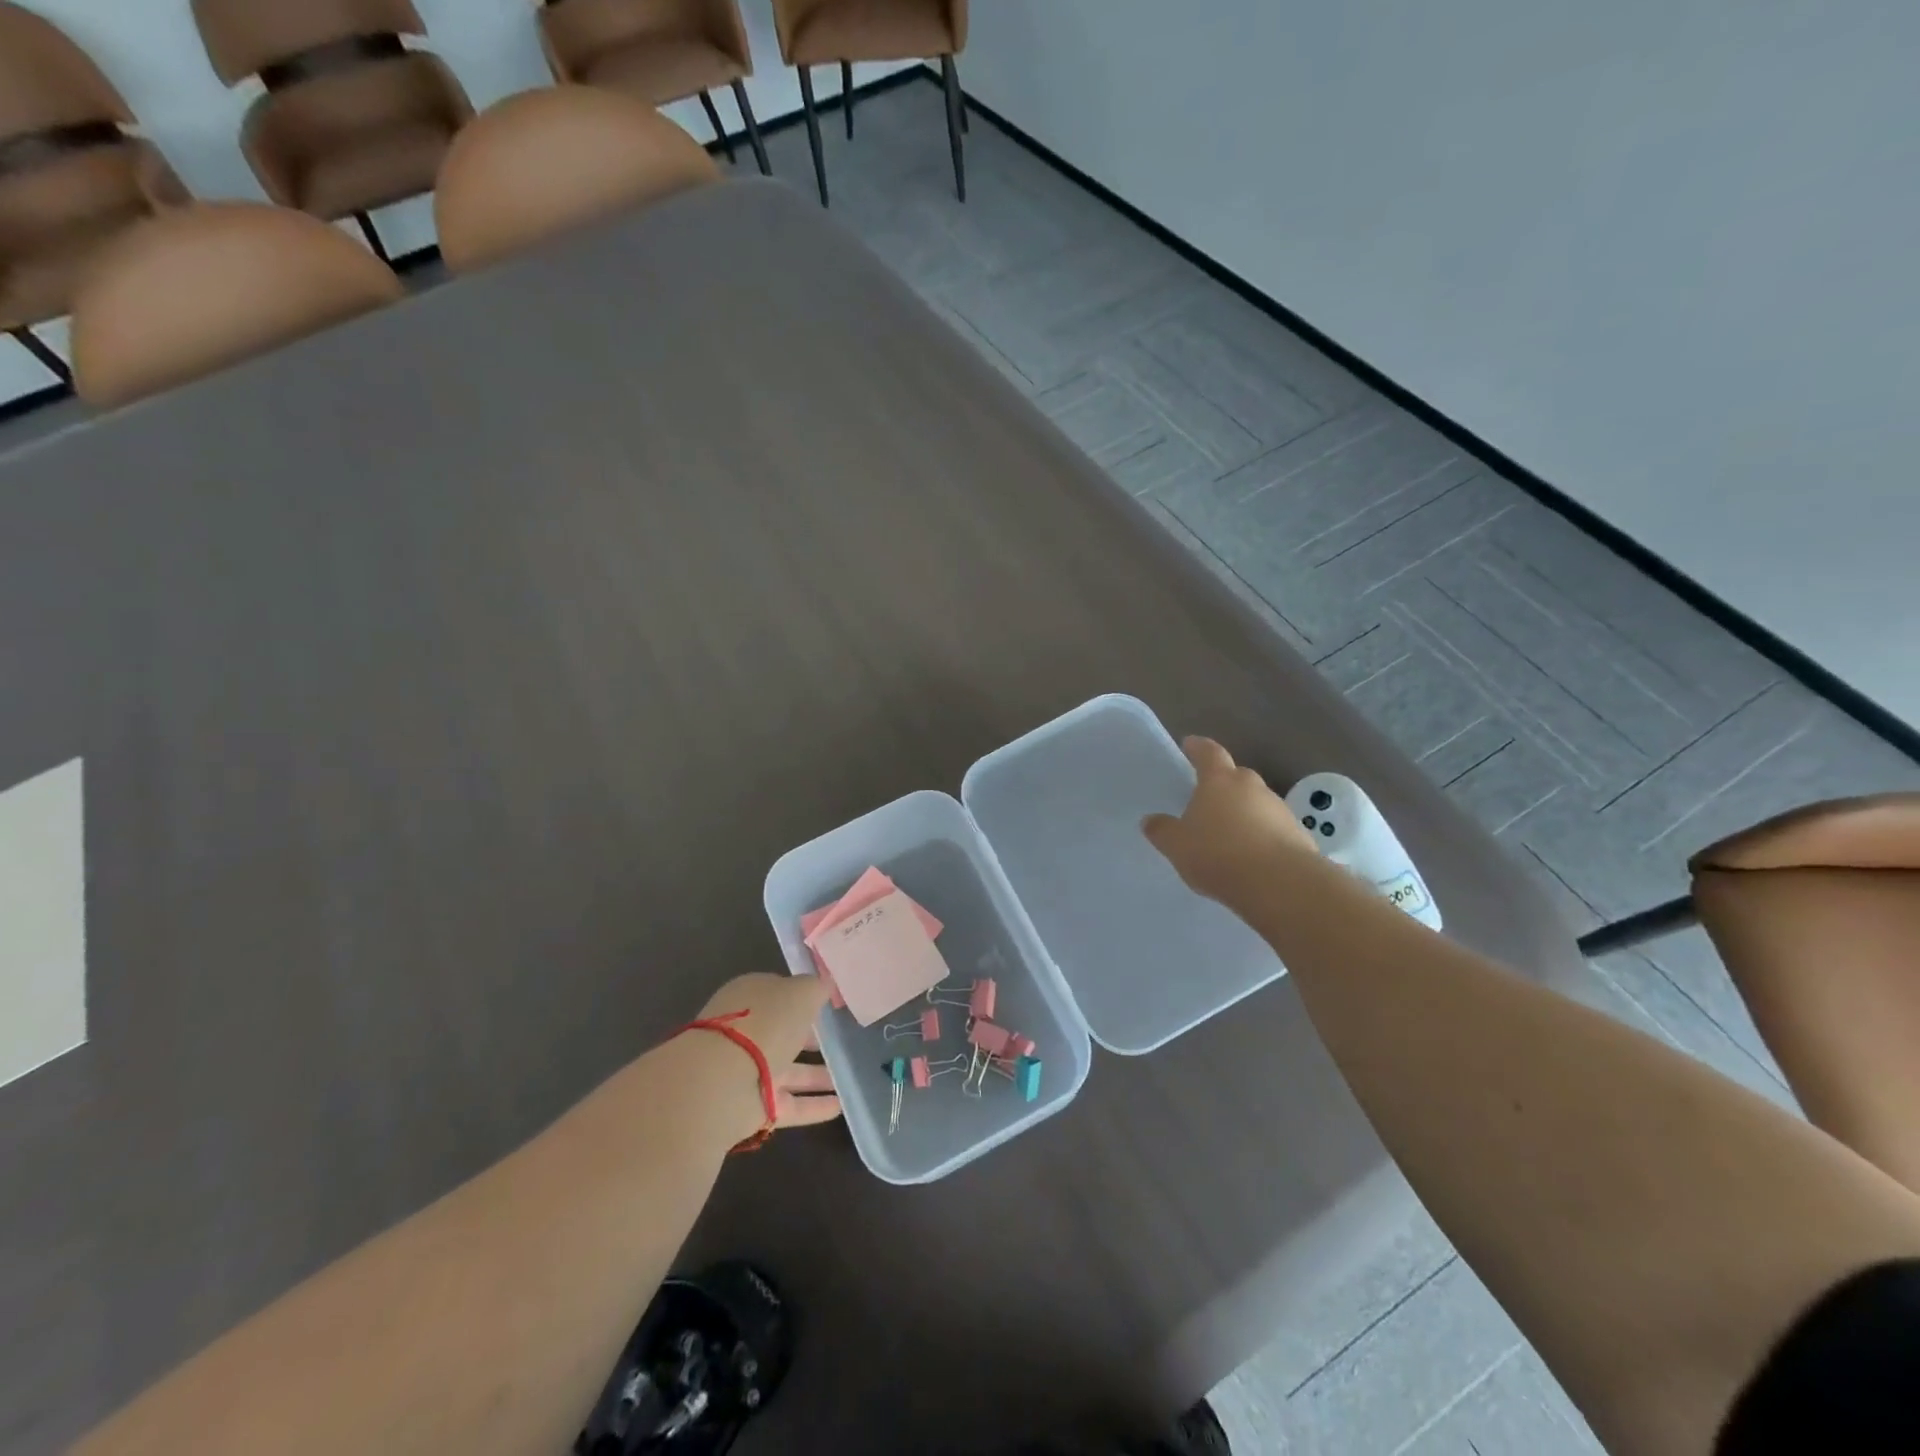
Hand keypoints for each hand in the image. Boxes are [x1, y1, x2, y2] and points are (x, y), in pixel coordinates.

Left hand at [691, 973, 841, 1135]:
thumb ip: (816, 988)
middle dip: (808, 1039)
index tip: (826, 1007)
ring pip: (788, 1071)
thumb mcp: (801, 992)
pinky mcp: (751, 1107)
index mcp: (750, 998)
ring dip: (815, 1076)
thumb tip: (824, 986)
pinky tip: (839, 1106)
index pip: (778, 995)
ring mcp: (747, 1071)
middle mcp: (746, 1033)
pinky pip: (789, 1104)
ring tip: (847, 1078)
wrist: (723, 1080)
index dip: (801, 999)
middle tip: (838, 1043)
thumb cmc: (766, 1022)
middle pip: (781, 1034)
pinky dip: (812, 1106)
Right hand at [1142, 736, 1315, 911]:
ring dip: (1243, 812)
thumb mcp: (1177, 845)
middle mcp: (1252, 787)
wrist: (1280, 884)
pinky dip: (1261, 835)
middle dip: (1222, 783)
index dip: (1198, 747)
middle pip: (1236, 776)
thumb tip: (1150, 820)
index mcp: (1220, 780)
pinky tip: (1250, 857)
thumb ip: (1162, 831)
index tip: (1190, 744)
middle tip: (1207, 799)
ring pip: (1256, 803)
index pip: (1208, 752)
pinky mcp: (1298, 835)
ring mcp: (1279, 809)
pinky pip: (1273, 828)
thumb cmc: (1219, 854)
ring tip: (1228, 835)